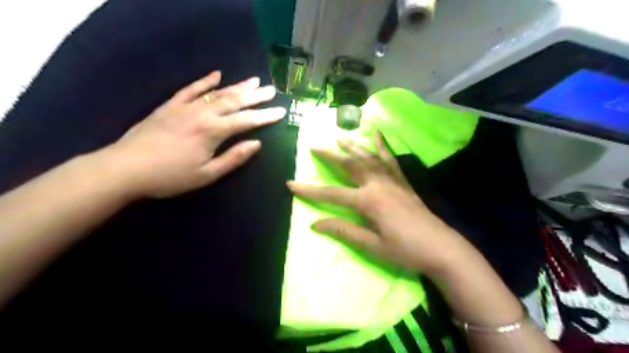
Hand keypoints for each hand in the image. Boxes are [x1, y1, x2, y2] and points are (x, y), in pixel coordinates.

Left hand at [103, 70, 286, 198]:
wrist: (125, 169)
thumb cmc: (170, 177)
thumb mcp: (207, 175)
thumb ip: (233, 158)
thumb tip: (256, 144)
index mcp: (213, 131)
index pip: (246, 120)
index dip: (265, 116)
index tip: (281, 111)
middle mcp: (202, 113)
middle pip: (235, 101)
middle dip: (256, 96)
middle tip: (272, 90)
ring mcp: (185, 107)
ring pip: (217, 93)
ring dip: (237, 86)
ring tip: (254, 80)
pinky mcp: (170, 105)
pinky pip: (191, 89)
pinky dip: (205, 81)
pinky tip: (217, 74)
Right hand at [287, 131, 467, 272]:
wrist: (442, 248)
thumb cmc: (405, 250)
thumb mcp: (372, 245)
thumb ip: (344, 231)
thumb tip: (316, 224)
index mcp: (368, 201)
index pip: (332, 194)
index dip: (310, 191)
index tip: (291, 184)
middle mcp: (378, 185)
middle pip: (350, 166)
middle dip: (331, 156)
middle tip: (315, 145)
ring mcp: (392, 181)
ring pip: (369, 158)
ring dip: (353, 146)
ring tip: (340, 136)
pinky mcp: (404, 183)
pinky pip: (391, 160)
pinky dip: (383, 147)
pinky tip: (378, 135)